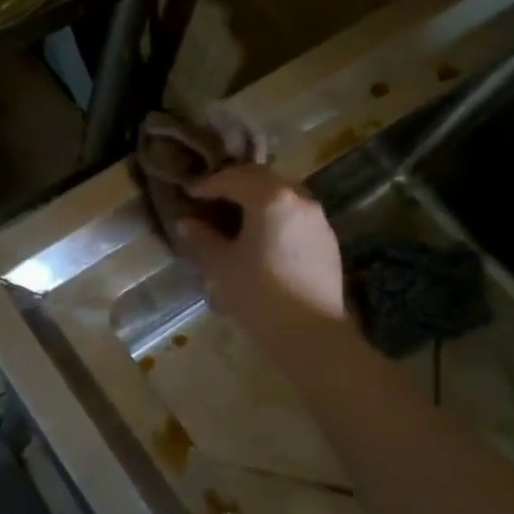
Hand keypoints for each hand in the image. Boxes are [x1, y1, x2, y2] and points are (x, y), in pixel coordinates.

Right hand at [175, 165, 345, 334]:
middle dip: (234, 184)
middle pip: (262, 179)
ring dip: (257, 198)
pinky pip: (295, 215)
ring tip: (236, 217)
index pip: (233, 179)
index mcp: (270, 198)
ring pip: (282, 195)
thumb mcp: (220, 266)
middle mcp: (298, 199)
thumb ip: (201, 238)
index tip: (190, 194)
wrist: (310, 335)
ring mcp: (318, 219)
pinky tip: (262, 238)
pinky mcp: (327, 241)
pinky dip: (275, 215)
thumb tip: (186, 223)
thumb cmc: (258, 294)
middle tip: (211, 198)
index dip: (208, 185)